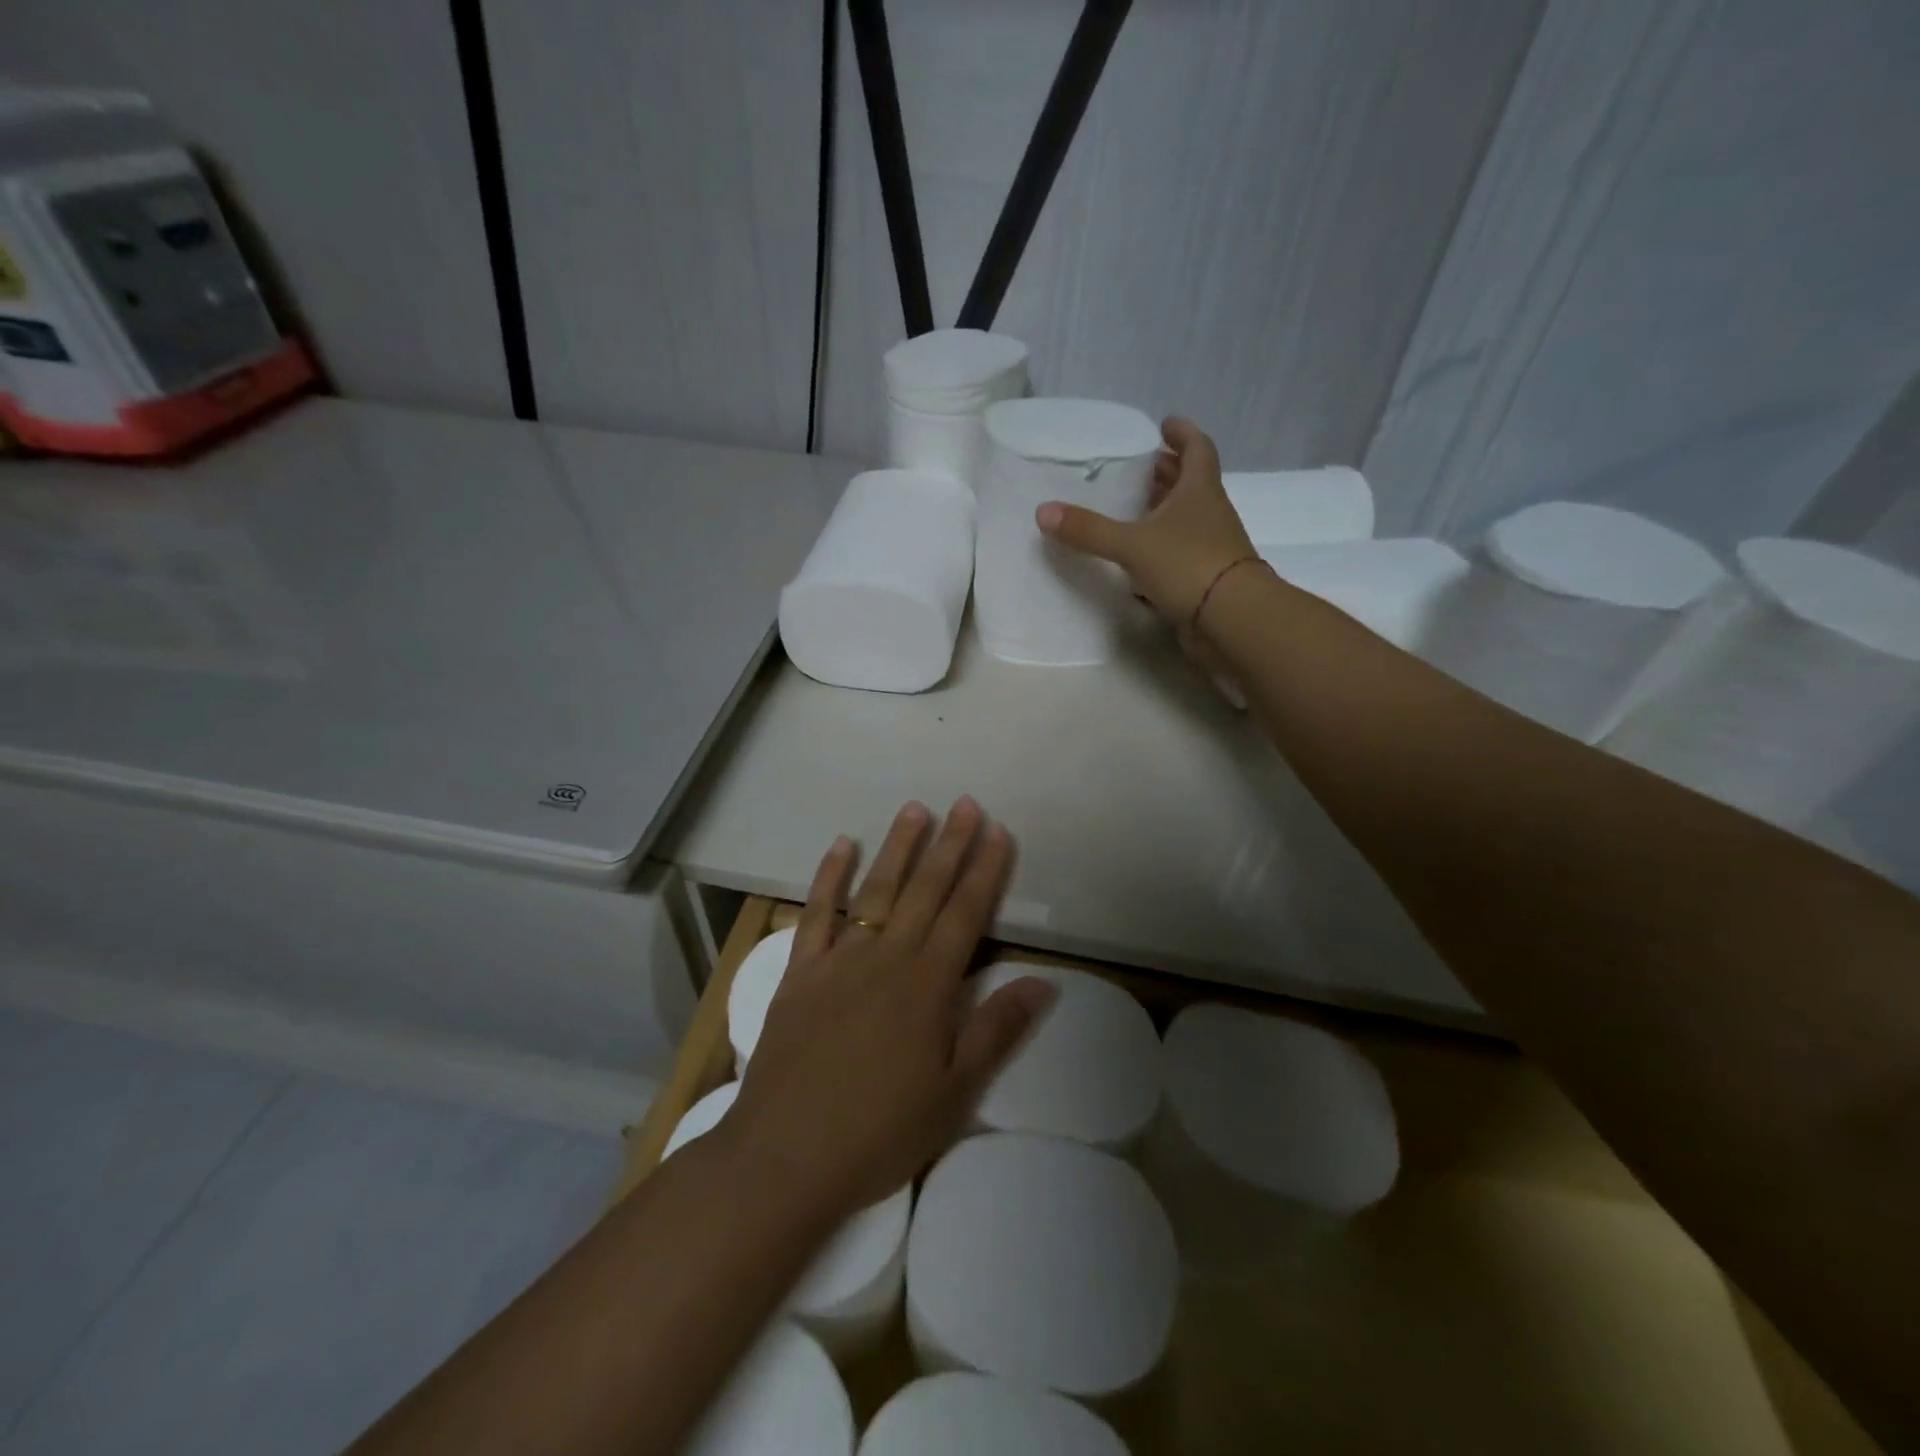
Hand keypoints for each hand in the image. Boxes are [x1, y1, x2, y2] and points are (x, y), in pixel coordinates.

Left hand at [725, 799, 1055, 1216]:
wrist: (784, 1156)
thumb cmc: (879, 1131)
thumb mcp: (953, 1092)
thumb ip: (996, 1029)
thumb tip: (1042, 981)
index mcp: (927, 985)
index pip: (965, 914)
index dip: (985, 871)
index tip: (998, 832)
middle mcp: (886, 958)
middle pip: (925, 890)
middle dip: (949, 845)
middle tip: (965, 803)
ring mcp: (839, 960)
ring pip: (876, 891)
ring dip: (898, 848)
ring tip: (915, 809)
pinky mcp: (800, 973)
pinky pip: (816, 914)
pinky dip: (829, 877)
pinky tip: (841, 846)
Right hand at [1035, 417, 1254, 623]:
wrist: (1232, 619)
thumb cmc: (1188, 565)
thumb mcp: (1132, 544)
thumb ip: (1089, 530)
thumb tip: (1042, 511)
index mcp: (1199, 490)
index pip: (1197, 449)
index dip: (1182, 434)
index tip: (1164, 425)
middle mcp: (1210, 513)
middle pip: (1191, 483)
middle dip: (1168, 472)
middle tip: (1142, 467)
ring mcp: (1211, 547)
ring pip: (1187, 519)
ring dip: (1165, 510)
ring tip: (1134, 509)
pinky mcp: (1205, 578)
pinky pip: (1181, 553)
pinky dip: (1162, 548)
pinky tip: (1139, 557)